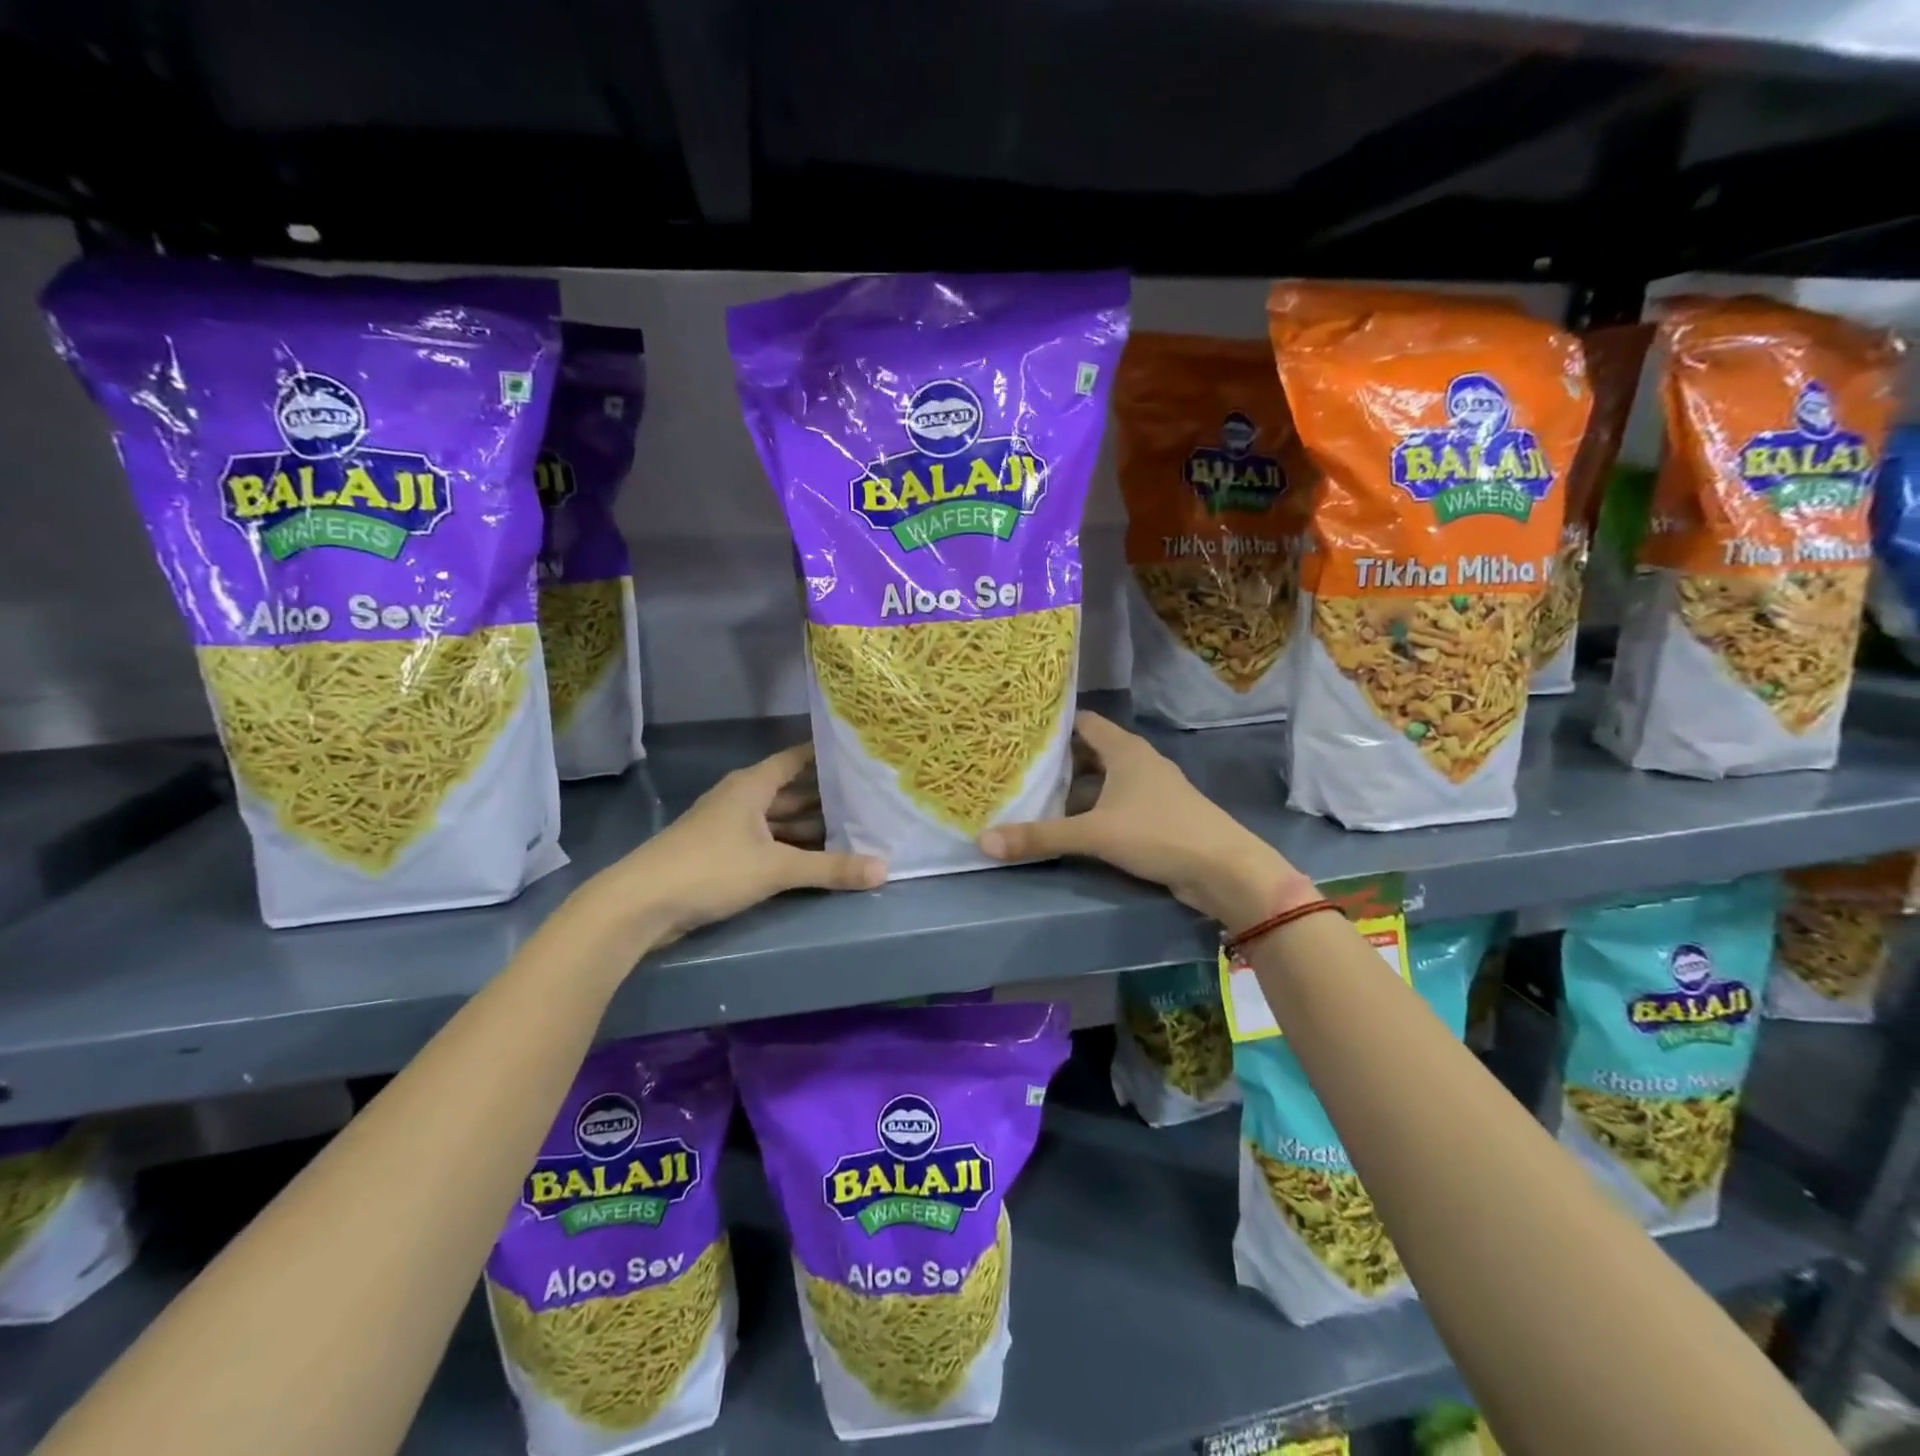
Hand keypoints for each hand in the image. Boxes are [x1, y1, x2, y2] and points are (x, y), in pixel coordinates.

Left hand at [590, 744, 885, 943]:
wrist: (640, 904)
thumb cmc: (710, 868)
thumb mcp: (776, 867)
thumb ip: (830, 868)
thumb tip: (883, 869)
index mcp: (752, 785)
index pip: (796, 758)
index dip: (826, 756)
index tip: (860, 755)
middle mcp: (741, 798)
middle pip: (791, 791)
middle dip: (826, 797)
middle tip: (869, 800)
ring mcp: (729, 827)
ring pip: (779, 820)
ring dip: (810, 827)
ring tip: (854, 831)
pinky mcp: (722, 854)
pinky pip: (767, 842)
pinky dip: (791, 847)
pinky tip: (816, 860)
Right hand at [977, 711, 1310, 928]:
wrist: (1223, 871)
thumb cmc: (1159, 833)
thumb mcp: (1094, 833)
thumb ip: (1040, 836)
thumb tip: (983, 841)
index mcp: (1125, 750)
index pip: (1083, 723)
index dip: (1053, 725)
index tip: (1020, 733)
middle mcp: (1138, 762)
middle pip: (1090, 753)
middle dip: (1057, 762)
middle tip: (1017, 770)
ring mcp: (1150, 790)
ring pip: (1102, 782)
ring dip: (1074, 791)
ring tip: (1034, 798)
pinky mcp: (1157, 817)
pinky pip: (1114, 805)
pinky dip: (1092, 811)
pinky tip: (1070, 827)